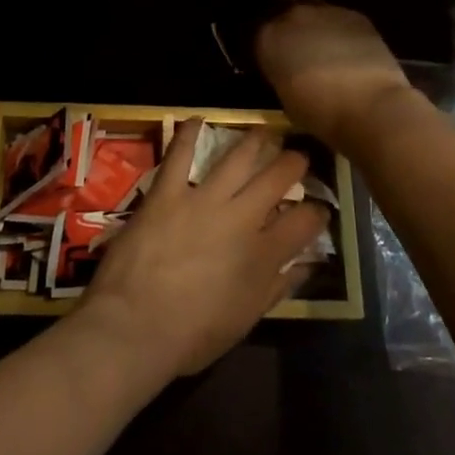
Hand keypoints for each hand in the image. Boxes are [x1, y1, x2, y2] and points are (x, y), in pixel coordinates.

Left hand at [79, 120, 328, 378]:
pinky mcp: (167, 192)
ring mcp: (203, 200)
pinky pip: (180, 154)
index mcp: (263, 255)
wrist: (134, 326)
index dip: (318, 211)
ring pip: (238, 158)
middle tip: (298, 156)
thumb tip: (308, 265)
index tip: (319, 208)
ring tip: (264, 132)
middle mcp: (241, 219)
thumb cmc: (193, 335)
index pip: (305, 222)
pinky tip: (198, 120)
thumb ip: (279, 288)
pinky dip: (189, 134)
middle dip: (294, 163)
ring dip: (255, 141)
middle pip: (278, 179)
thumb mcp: (246, 319)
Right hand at [254, 1, 413, 150]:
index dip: (263, 43)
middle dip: (285, 24)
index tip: (268, 56)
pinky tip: (346, 48)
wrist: (370, 106)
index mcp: (268, 37)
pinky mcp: (355, 15)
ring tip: (320, 45)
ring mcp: (325, 11)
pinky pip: (338, 17)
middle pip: (282, 9)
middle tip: (293, 45)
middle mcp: (292, 15)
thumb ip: (280, 73)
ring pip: (311, 9)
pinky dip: (337, 29)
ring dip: (312, 23)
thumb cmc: (320, 113)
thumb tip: (287, 69)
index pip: (255, 31)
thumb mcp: (284, 96)